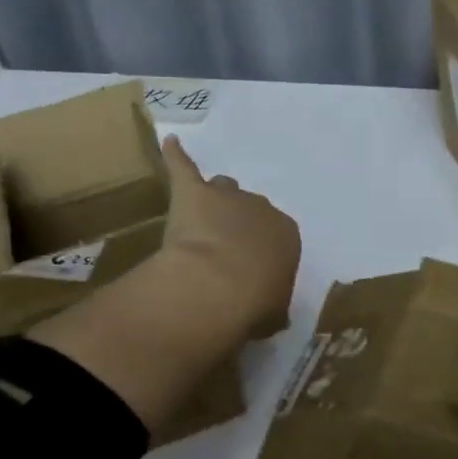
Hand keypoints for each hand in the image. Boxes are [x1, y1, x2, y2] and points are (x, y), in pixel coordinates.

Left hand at [158, 136, 299, 338]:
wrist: (221, 283)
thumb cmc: (255, 303)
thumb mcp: (273, 313)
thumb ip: (272, 307)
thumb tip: (270, 314)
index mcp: (287, 235)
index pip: (276, 236)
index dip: (260, 252)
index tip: (250, 270)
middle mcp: (261, 208)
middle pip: (249, 210)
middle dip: (238, 226)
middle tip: (224, 250)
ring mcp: (226, 196)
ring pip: (223, 189)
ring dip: (214, 201)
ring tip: (201, 216)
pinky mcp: (192, 192)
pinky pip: (184, 166)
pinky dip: (176, 157)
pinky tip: (170, 144)